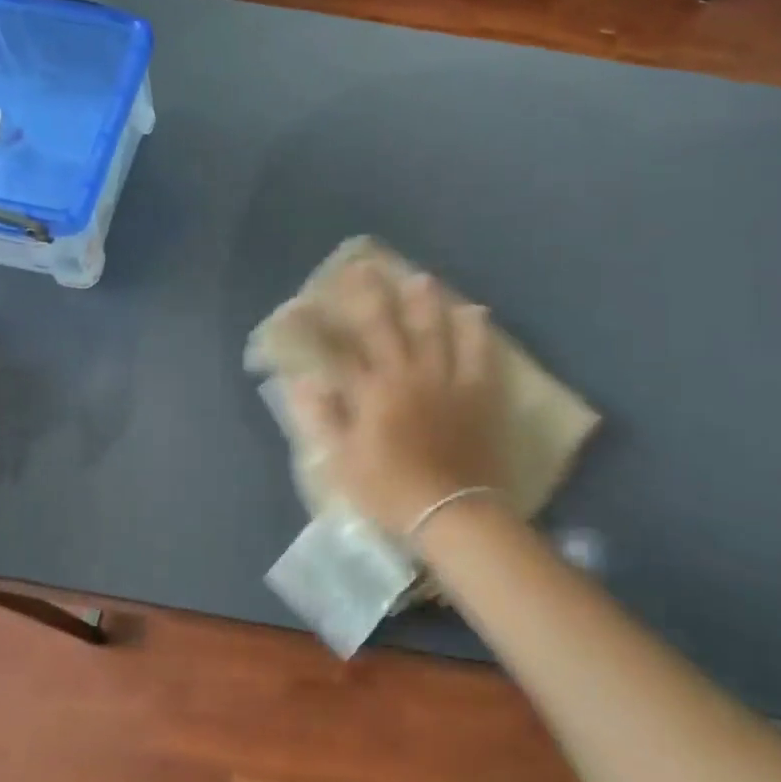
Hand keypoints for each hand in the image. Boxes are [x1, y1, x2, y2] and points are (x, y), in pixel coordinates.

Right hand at [286, 263, 503, 535]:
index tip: (300, 305)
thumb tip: (303, 380)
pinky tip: (475, 312)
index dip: (316, 327)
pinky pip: (479, 355)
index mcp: (371, 393)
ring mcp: (446, 381)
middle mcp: (406, 375)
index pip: (337, 351)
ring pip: (434, 331)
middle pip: (385, 327)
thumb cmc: (390, 491)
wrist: (451, 513)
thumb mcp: (343, 461)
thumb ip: (322, 418)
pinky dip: (477, 332)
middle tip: (362, 268)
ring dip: (425, 303)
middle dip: (369, 296)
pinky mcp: (477, 394)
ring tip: (420, 279)